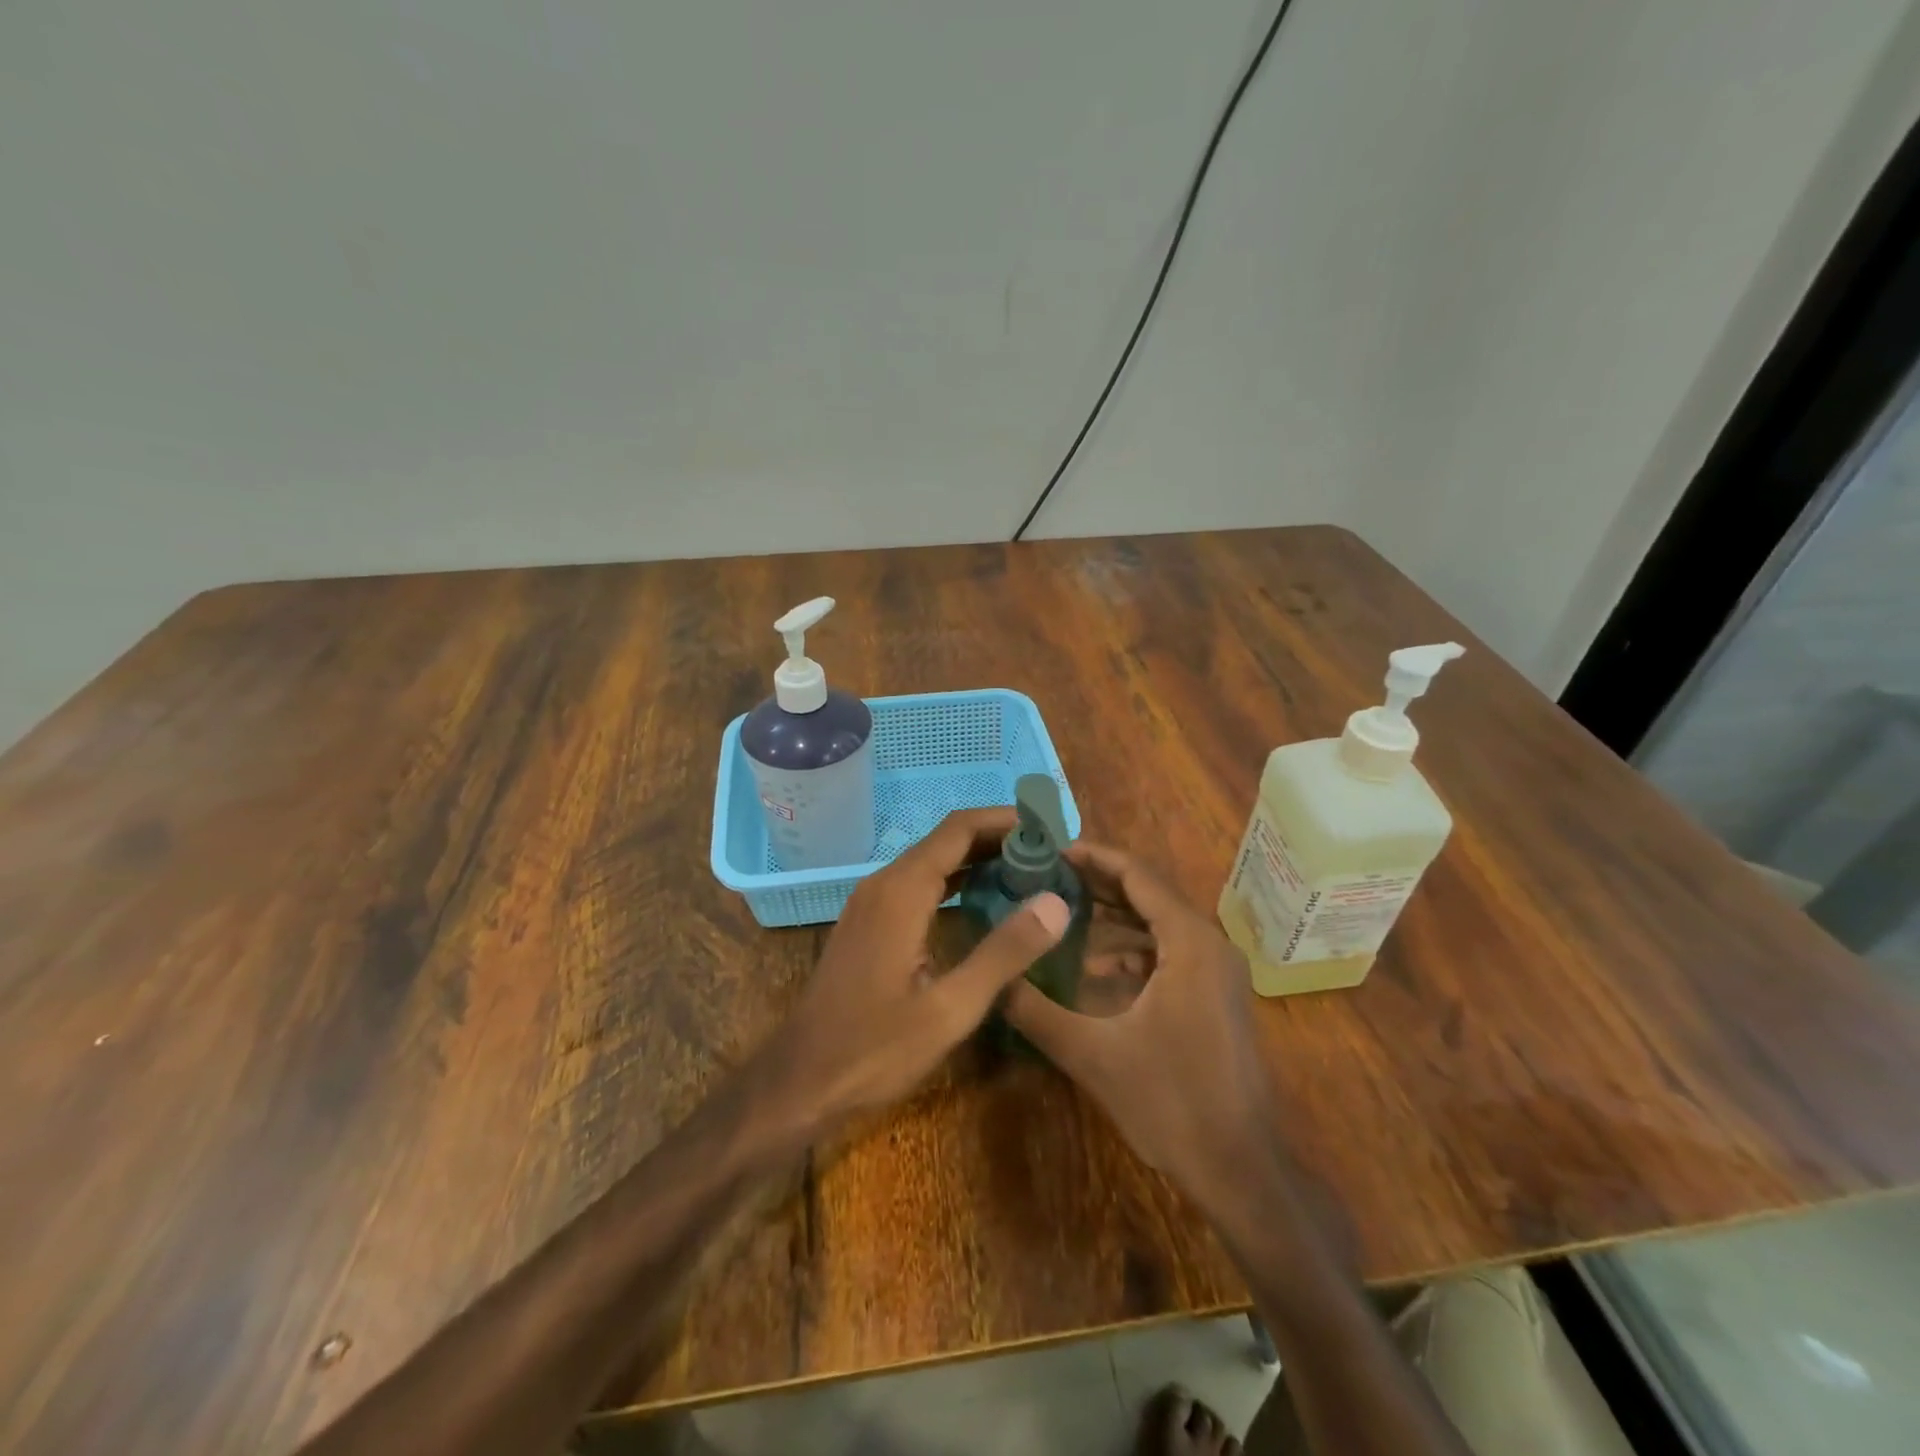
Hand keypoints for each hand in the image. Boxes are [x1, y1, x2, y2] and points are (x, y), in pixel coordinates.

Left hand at [763, 807, 1069, 1131]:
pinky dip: (955, 880)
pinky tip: (983, 901)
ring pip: (930, 861)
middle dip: (998, 838)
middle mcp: (883, 884)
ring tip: (1028, 870)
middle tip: (1050, 851)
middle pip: (946, 840)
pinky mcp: (868, 923)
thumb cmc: (874, 1050)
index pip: (959, 829)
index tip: (1049, 825)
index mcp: (902, 892)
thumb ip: (1004, 953)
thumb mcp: (950, 1009)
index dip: (1005, 820)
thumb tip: (1056, 902)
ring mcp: (871, 902)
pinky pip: (917, 883)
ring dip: (977, 858)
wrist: (800, 1080)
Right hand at [1002, 841, 1280, 1196]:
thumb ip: (1035, 1011)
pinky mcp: (1214, 996)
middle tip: (1045, 877)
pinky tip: (1094, 968)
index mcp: (1188, 942)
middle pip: (1148, 893)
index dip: (1093, 857)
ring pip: (1158, 924)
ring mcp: (1216, 971)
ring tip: (1061, 914)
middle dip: (1097, 883)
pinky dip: (1132, 950)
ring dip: (1113, 916)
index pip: (1137, 875)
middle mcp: (1209, 944)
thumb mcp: (1092, 1054)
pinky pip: (1168, 953)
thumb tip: (990, 978)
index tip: (1049, 851)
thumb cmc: (1172, 1103)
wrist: (1241, 1170)